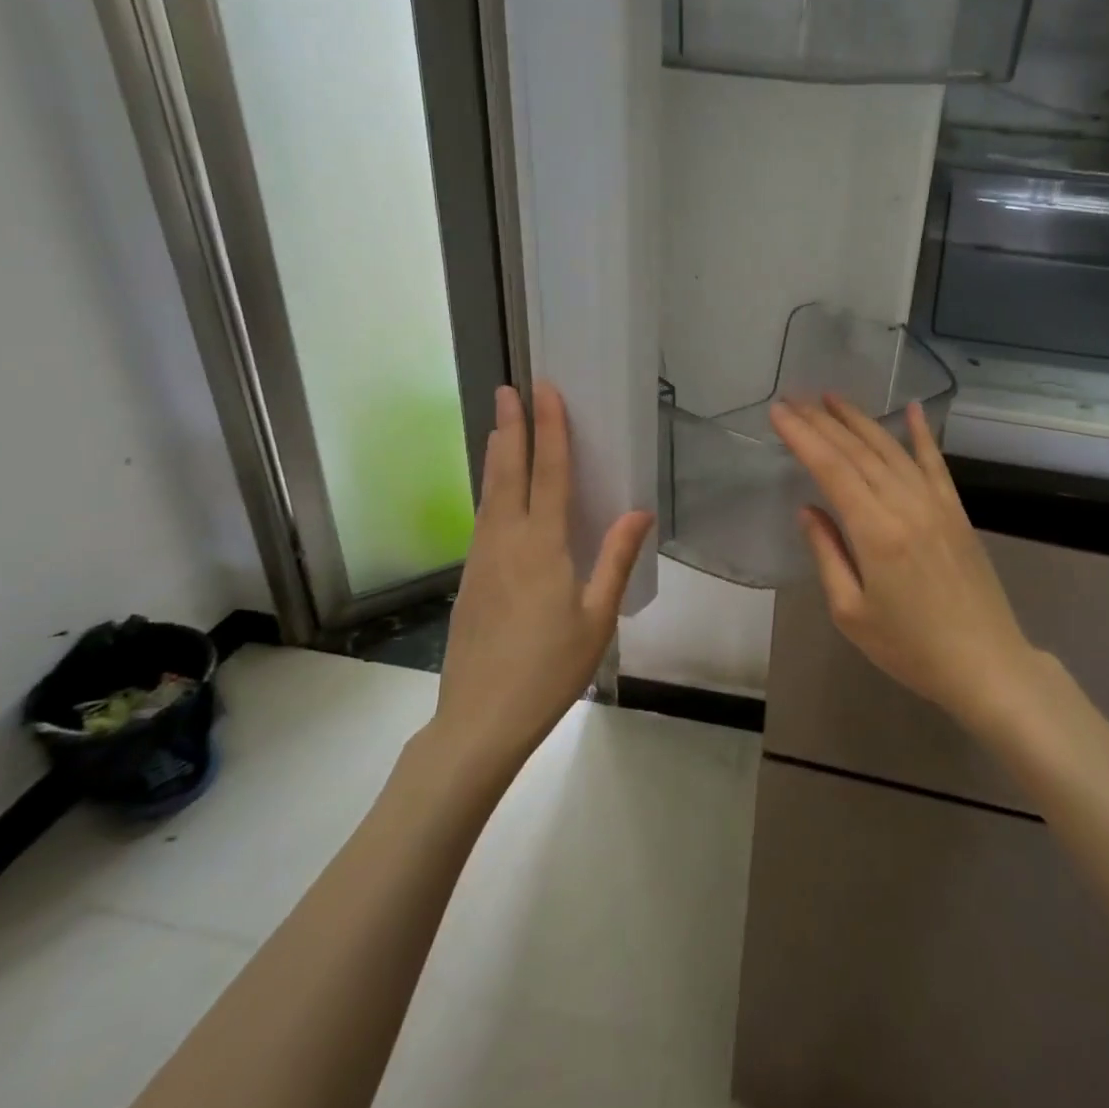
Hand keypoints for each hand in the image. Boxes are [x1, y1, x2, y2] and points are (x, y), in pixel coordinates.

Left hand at [433, 381, 653, 777]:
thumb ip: (616, 560)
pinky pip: (482, 519)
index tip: (545, 391)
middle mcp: (505, 541)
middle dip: (510, 427)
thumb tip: (638, 511)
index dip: (549, 429)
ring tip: (499, 427)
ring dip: (497, 456)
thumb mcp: (597, 618)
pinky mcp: (470, 578)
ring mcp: (481, 559)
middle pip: (508, 472)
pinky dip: (491, 491)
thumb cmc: (549, 670)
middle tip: (507, 389)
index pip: (549, 473)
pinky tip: (496, 494)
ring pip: (489, 494)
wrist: (480, 718)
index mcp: (542, 546)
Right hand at [770, 395, 1051, 731]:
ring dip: (860, 420)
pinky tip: (911, 409)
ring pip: (891, 450)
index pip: (831, 469)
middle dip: (823, 421)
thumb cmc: (910, 647)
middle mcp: (906, 505)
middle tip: (794, 398)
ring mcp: (936, 504)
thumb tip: (808, 510)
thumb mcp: (851, 612)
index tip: (778, 412)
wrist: (985, 664)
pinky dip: (921, 434)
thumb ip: (827, 553)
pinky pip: (936, 463)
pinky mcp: (957, 511)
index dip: (802, 437)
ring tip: (832, 398)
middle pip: (858, 451)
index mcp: (875, 532)